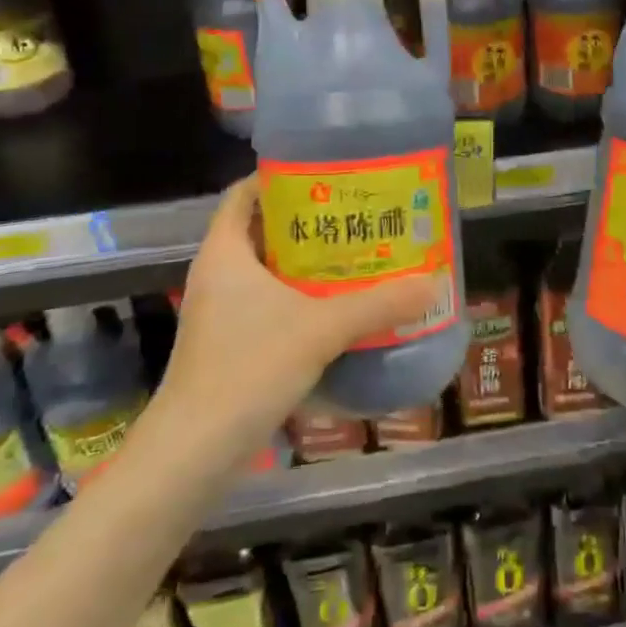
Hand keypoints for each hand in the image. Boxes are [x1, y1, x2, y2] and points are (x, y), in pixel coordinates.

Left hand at [156, 177, 441, 448]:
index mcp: (225, 252)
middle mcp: (218, 274)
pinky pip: (267, 302)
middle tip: (354, 213)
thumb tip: (433, 283)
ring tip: (354, 254)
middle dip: (306, 219)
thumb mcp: (321, 329)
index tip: (325, 172)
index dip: (279, 176)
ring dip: (304, 261)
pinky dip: (298, 296)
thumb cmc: (248, 369)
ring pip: (266, 269)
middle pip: (261, 228)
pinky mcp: (228, 344)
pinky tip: (336, 307)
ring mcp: (220, 312)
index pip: (243, 193)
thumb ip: (378, 304)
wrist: (192, 455)